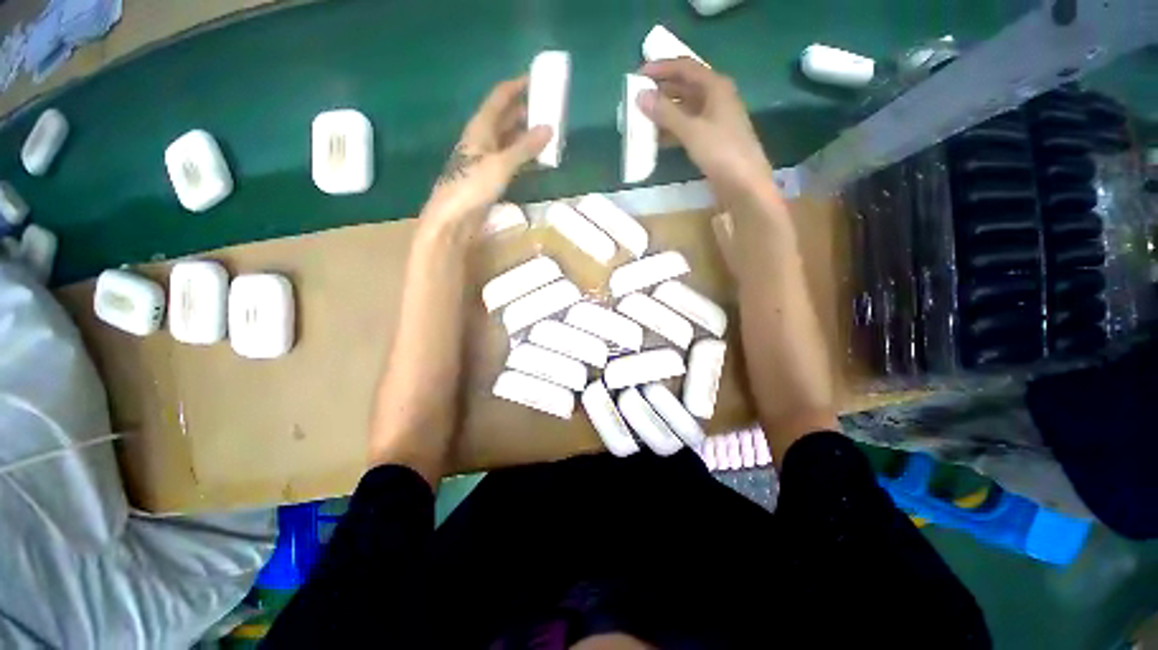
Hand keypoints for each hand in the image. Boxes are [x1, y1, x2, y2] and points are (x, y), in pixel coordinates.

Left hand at [420, 77, 551, 233]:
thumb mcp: (500, 165)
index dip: (516, 86)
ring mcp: (484, 160)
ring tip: (546, 132)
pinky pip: (509, 159)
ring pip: (507, 139)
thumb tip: (548, 128)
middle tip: (547, 109)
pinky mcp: (489, 178)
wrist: (452, 220)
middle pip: (503, 118)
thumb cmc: (471, 188)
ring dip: (525, 134)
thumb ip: (524, 148)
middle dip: (524, 110)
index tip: (536, 79)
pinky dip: (523, 156)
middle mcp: (481, 140)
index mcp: (480, 129)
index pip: (499, 98)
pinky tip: (535, 160)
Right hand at [638, 59, 774, 198]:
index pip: (685, 67)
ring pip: (684, 109)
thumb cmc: (721, 152)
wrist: (744, 183)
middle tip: (638, 98)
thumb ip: (666, 113)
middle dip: (661, 91)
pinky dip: (672, 130)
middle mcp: (716, 98)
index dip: (661, 68)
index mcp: (716, 87)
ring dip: (664, 112)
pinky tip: (657, 139)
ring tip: (642, 119)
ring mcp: (714, 119)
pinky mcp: (711, 138)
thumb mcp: (692, 131)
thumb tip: (641, 96)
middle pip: (684, 87)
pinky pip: (687, 127)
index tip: (638, 75)